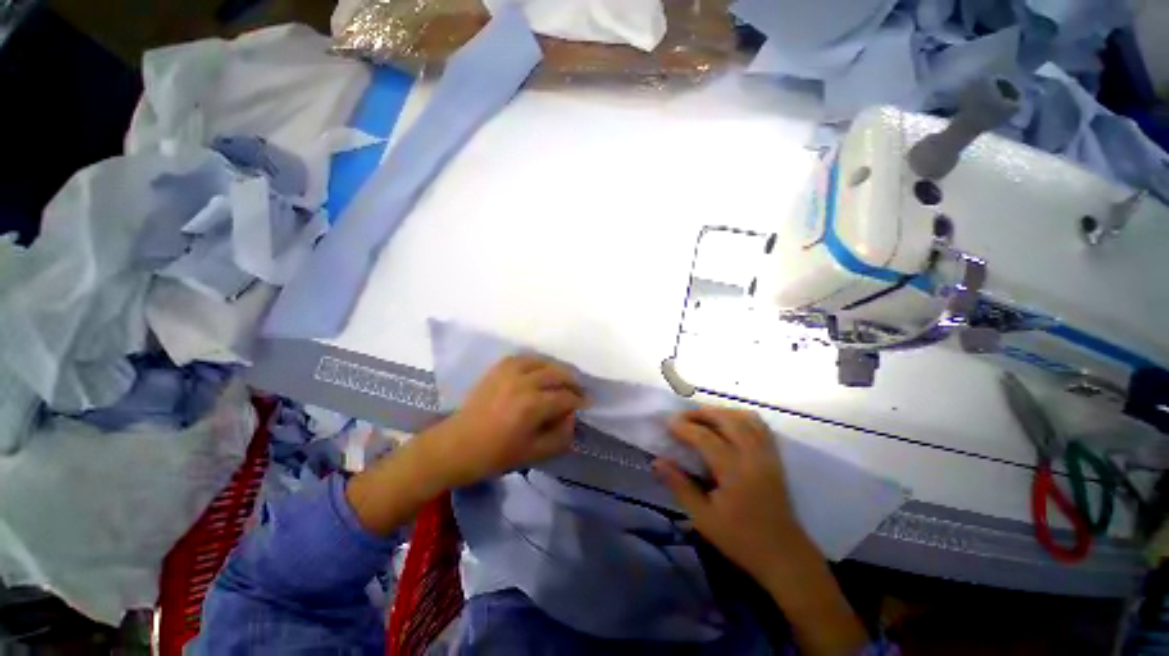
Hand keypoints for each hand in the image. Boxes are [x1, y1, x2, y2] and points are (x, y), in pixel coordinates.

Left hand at [423, 355, 585, 488]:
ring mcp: (509, 372)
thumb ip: (560, 436)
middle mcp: (523, 382)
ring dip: (557, 369)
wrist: (456, 446)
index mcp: (532, 405)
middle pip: (557, 374)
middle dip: (572, 382)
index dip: (579, 400)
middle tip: (579, 390)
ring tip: (563, 379)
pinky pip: (524, 358)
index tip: (587, 403)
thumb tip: (572, 418)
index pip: (565, 397)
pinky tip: (540, 370)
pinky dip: (537, 362)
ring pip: (542, 362)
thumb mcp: (534, 453)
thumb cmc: (495, 455)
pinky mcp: (498, 369)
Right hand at [652, 407, 802, 583]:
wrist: (784, 555)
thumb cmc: (740, 539)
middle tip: (682, 417)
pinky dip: (740, 417)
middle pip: (727, 419)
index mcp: (735, 471)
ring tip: (703, 418)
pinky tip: (728, 424)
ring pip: (745, 418)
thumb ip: (680, 486)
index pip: (706, 438)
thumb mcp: (703, 518)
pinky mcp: (775, 457)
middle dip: (701, 413)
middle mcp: (753, 456)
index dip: (684, 427)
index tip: (668, 423)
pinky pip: (759, 425)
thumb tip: (657, 462)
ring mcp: (767, 454)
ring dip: (721, 412)